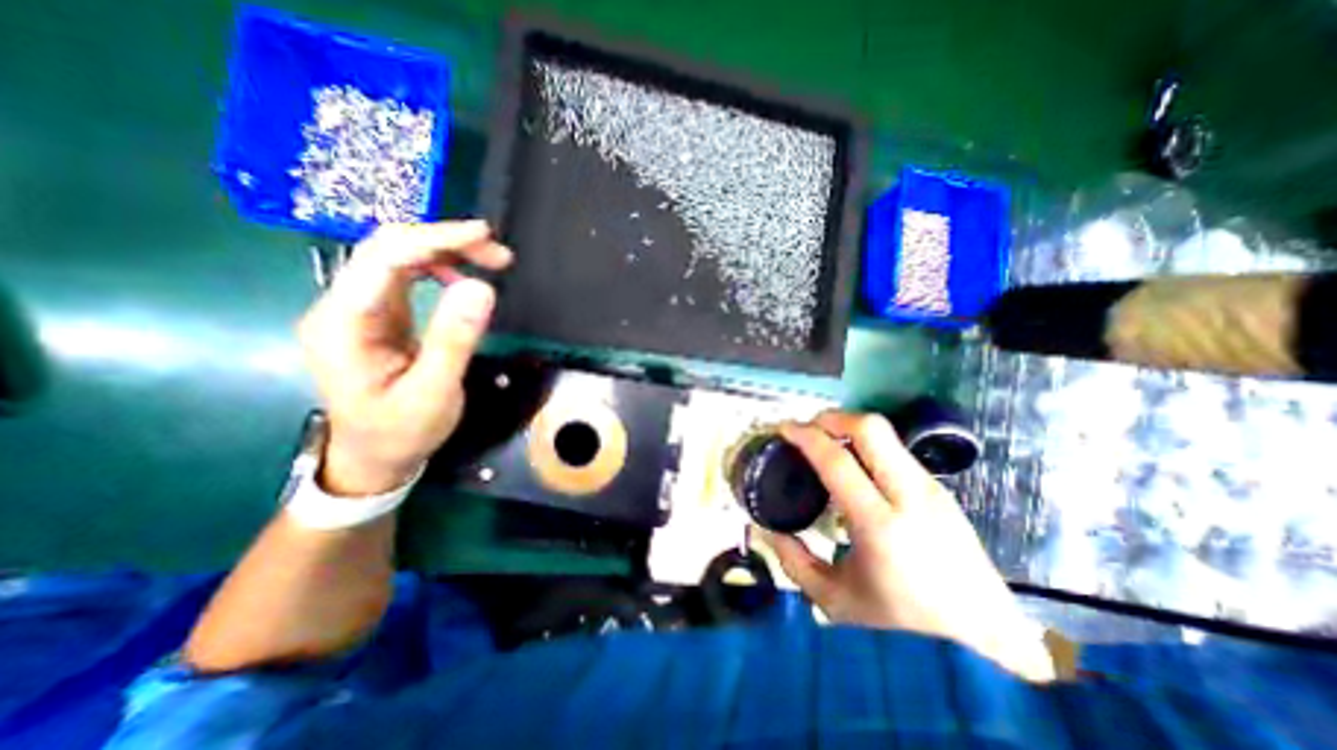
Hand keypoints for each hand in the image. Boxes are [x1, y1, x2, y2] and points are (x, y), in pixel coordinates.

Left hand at [296, 219, 511, 495]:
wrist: (373, 458)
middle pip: (386, 248)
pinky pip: (405, 276)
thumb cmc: (400, 432)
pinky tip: (463, 276)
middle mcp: (343, 307)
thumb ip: (453, 340)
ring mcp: (358, 310)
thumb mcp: (433, 392)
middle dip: (443, 240)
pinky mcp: (377, 316)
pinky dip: (439, 267)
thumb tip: (481, 288)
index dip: (434, 238)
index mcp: (344, 324)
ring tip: (490, 261)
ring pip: (396, 257)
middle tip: (497, 254)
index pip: (383, 258)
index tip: (483, 237)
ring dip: (444, 251)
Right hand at [775, 414, 1054, 682]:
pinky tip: (854, 466)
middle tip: (807, 427)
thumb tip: (767, 530)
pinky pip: (896, 451)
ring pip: (887, 434)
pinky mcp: (941, 491)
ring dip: (849, 429)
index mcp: (880, 525)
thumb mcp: (836, 600)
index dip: (805, 437)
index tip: (783, 429)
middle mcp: (911, 497)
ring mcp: (932, 490)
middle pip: (870, 429)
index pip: (837, 460)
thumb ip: (794, 562)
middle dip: (832, 418)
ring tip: (826, 443)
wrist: (987, 643)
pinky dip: (867, 446)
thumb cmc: (904, 625)